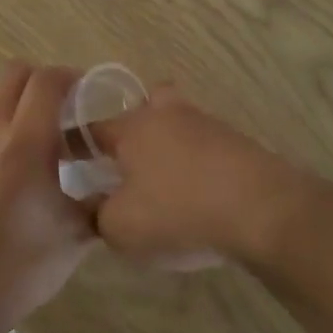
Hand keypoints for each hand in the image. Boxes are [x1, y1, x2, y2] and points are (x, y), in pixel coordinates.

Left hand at [0, 61, 96, 328]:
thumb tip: (112, 190)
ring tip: (39, 140)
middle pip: (14, 74)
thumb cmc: (20, 267)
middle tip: (65, 109)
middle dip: (43, 81)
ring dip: (17, 104)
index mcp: (24, 143)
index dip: (72, 77)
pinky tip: (10, 169)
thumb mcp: (75, 236)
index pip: (47, 80)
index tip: (89, 95)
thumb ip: (98, 203)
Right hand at [88, 88, 305, 270]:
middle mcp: (169, 116)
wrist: (263, 210)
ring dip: (170, 146)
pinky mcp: (240, 145)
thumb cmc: (179, 211)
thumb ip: (97, 216)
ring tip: (165, 186)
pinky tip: (198, 195)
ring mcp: (209, 126)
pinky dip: (198, 165)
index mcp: (133, 128)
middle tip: (129, 161)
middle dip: (136, 126)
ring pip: (180, 124)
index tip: (69, 161)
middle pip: (147, 104)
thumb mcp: (121, 228)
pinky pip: (207, 148)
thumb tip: (94, 207)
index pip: (91, 128)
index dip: (76, 145)